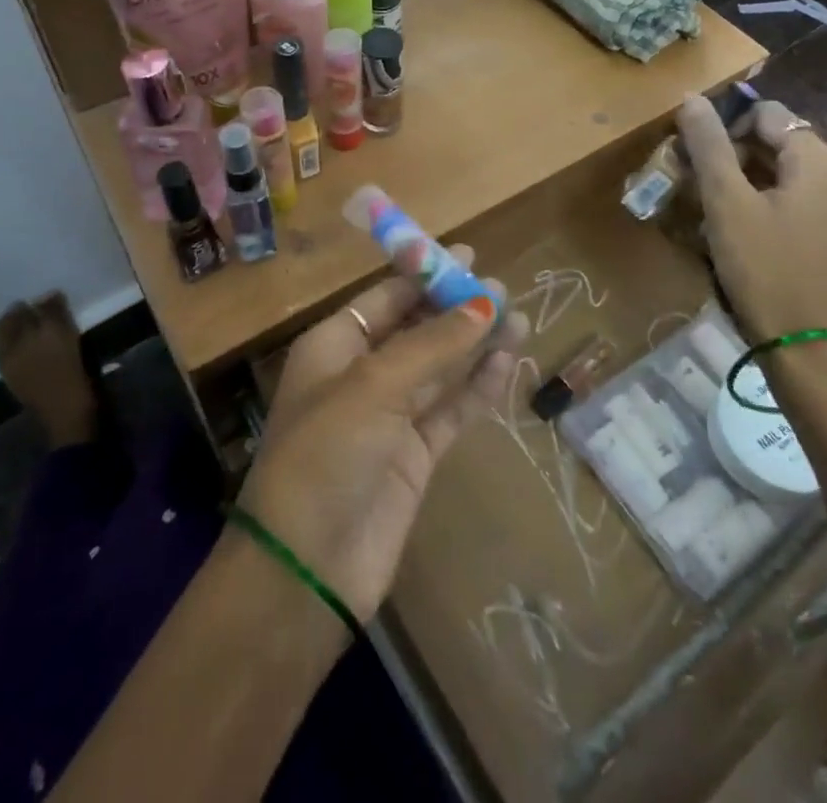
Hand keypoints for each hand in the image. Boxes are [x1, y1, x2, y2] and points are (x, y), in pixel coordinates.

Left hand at [237, 246, 524, 621]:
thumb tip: (485, 305)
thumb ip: (432, 345)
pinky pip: (452, 409)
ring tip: (519, 319)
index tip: (468, 257)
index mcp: (335, 345)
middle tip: (504, 288)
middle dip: (457, 308)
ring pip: (441, 367)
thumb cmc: (326, 454)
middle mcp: (362, 374)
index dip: (425, 274)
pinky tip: (508, 363)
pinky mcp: (415, 456)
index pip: (386, 297)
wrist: (307, 569)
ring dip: (476, 345)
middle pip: (417, 328)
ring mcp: (390, 416)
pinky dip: (478, 387)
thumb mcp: (373, 386)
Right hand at [677, 95, 826, 344]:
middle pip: (773, 141)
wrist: (806, 349)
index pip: (765, 114)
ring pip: (778, 172)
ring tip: (709, 210)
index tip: (694, 160)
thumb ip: (708, 145)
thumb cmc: (764, 268)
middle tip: (694, 185)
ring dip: (740, 181)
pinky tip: (736, 231)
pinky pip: (791, 199)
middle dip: (729, 156)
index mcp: (820, 160)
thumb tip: (692, 97)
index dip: (724, 128)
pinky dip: (759, 202)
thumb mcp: (726, 202)